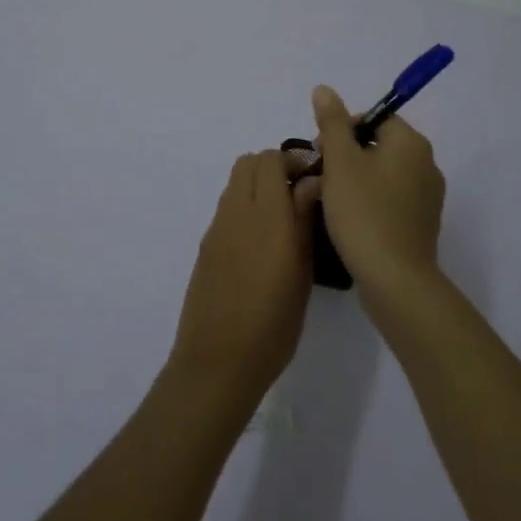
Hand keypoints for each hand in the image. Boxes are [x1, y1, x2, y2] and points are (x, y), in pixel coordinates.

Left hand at [168, 150, 315, 410]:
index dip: (294, 160)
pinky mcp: (206, 244)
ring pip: (236, 182)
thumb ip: (304, 220)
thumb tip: (312, 183)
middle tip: (298, 193)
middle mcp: (237, 211)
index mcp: (267, 215)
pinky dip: (245, 207)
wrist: (218, 361)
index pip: (271, 159)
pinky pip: (227, 207)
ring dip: (258, 186)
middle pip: (249, 162)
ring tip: (281, 218)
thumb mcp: (302, 273)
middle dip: (274, 167)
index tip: (314, 179)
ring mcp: (217, 227)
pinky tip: (260, 242)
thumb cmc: (273, 324)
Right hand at [309, 84, 445, 296]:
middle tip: (319, 177)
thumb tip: (324, 89)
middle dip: (344, 156)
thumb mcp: (340, 162)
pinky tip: (347, 220)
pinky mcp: (420, 224)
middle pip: (377, 145)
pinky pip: (389, 199)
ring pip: (381, 174)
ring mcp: (427, 197)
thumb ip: (331, 122)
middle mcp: (426, 165)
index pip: (373, 118)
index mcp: (411, 143)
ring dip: (353, 180)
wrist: (395, 281)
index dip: (342, 130)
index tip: (320, 153)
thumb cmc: (364, 213)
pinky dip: (368, 202)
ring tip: (327, 200)